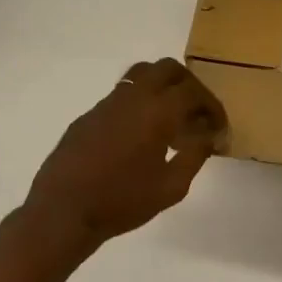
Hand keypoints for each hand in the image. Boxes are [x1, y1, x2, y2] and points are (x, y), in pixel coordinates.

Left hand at [23, 58, 226, 251]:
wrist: (63, 212)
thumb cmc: (123, 201)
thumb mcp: (172, 187)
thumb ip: (195, 156)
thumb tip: (209, 137)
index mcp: (158, 111)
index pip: (194, 92)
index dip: (212, 107)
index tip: (218, 127)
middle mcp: (133, 98)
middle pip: (167, 69)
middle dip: (188, 85)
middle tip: (196, 111)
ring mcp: (107, 103)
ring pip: (141, 75)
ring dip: (162, 88)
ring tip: (169, 118)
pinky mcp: (89, 116)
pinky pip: (121, 97)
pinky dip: (139, 105)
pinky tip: (139, 137)